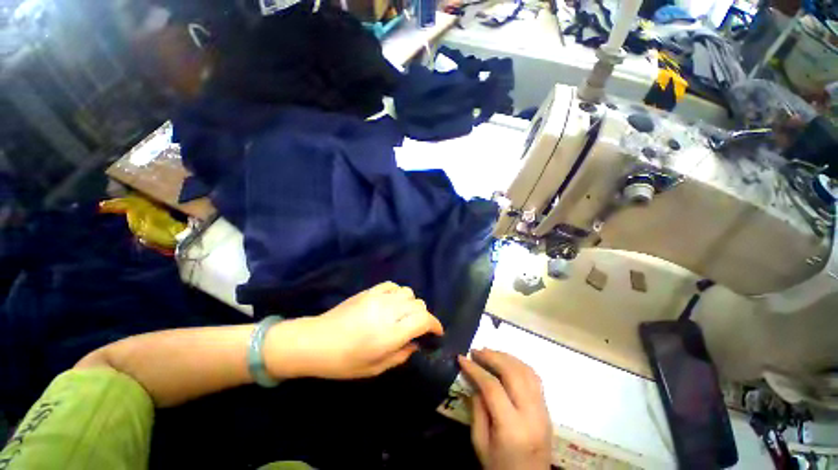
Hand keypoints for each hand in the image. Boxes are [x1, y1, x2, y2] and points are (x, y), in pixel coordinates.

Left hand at [270, 282, 443, 379]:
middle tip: (417, 328)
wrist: (316, 341)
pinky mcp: (370, 291)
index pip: (424, 320)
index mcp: (391, 333)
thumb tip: (415, 344)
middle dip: (423, 317)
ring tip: (403, 315)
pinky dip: (398, 293)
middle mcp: (389, 311)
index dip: (435, 325)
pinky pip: (393, 286)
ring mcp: (379, 298)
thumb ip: (401, 355)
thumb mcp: (375, 368)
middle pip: (419, 304)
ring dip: (411, 304)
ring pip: (408, 292)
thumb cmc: (344, 362)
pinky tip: (392, 303)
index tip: (436, 332)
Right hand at [459, 350, 551, 469]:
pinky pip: (535, 378)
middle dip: (492, 357)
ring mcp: (544, 411)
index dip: (475, 370)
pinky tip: (507, 362)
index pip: (493, 388)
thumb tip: (474, 381)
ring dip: (506, 357)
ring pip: (527, 371)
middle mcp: (532, 415)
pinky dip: (519, 364)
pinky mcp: (547, 410)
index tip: (462, 358)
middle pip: (513, 373)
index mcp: (513, 428)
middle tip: (476, 351)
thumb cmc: (500, 468)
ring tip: (489, 353)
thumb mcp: (480, 444)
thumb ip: (477, 410)